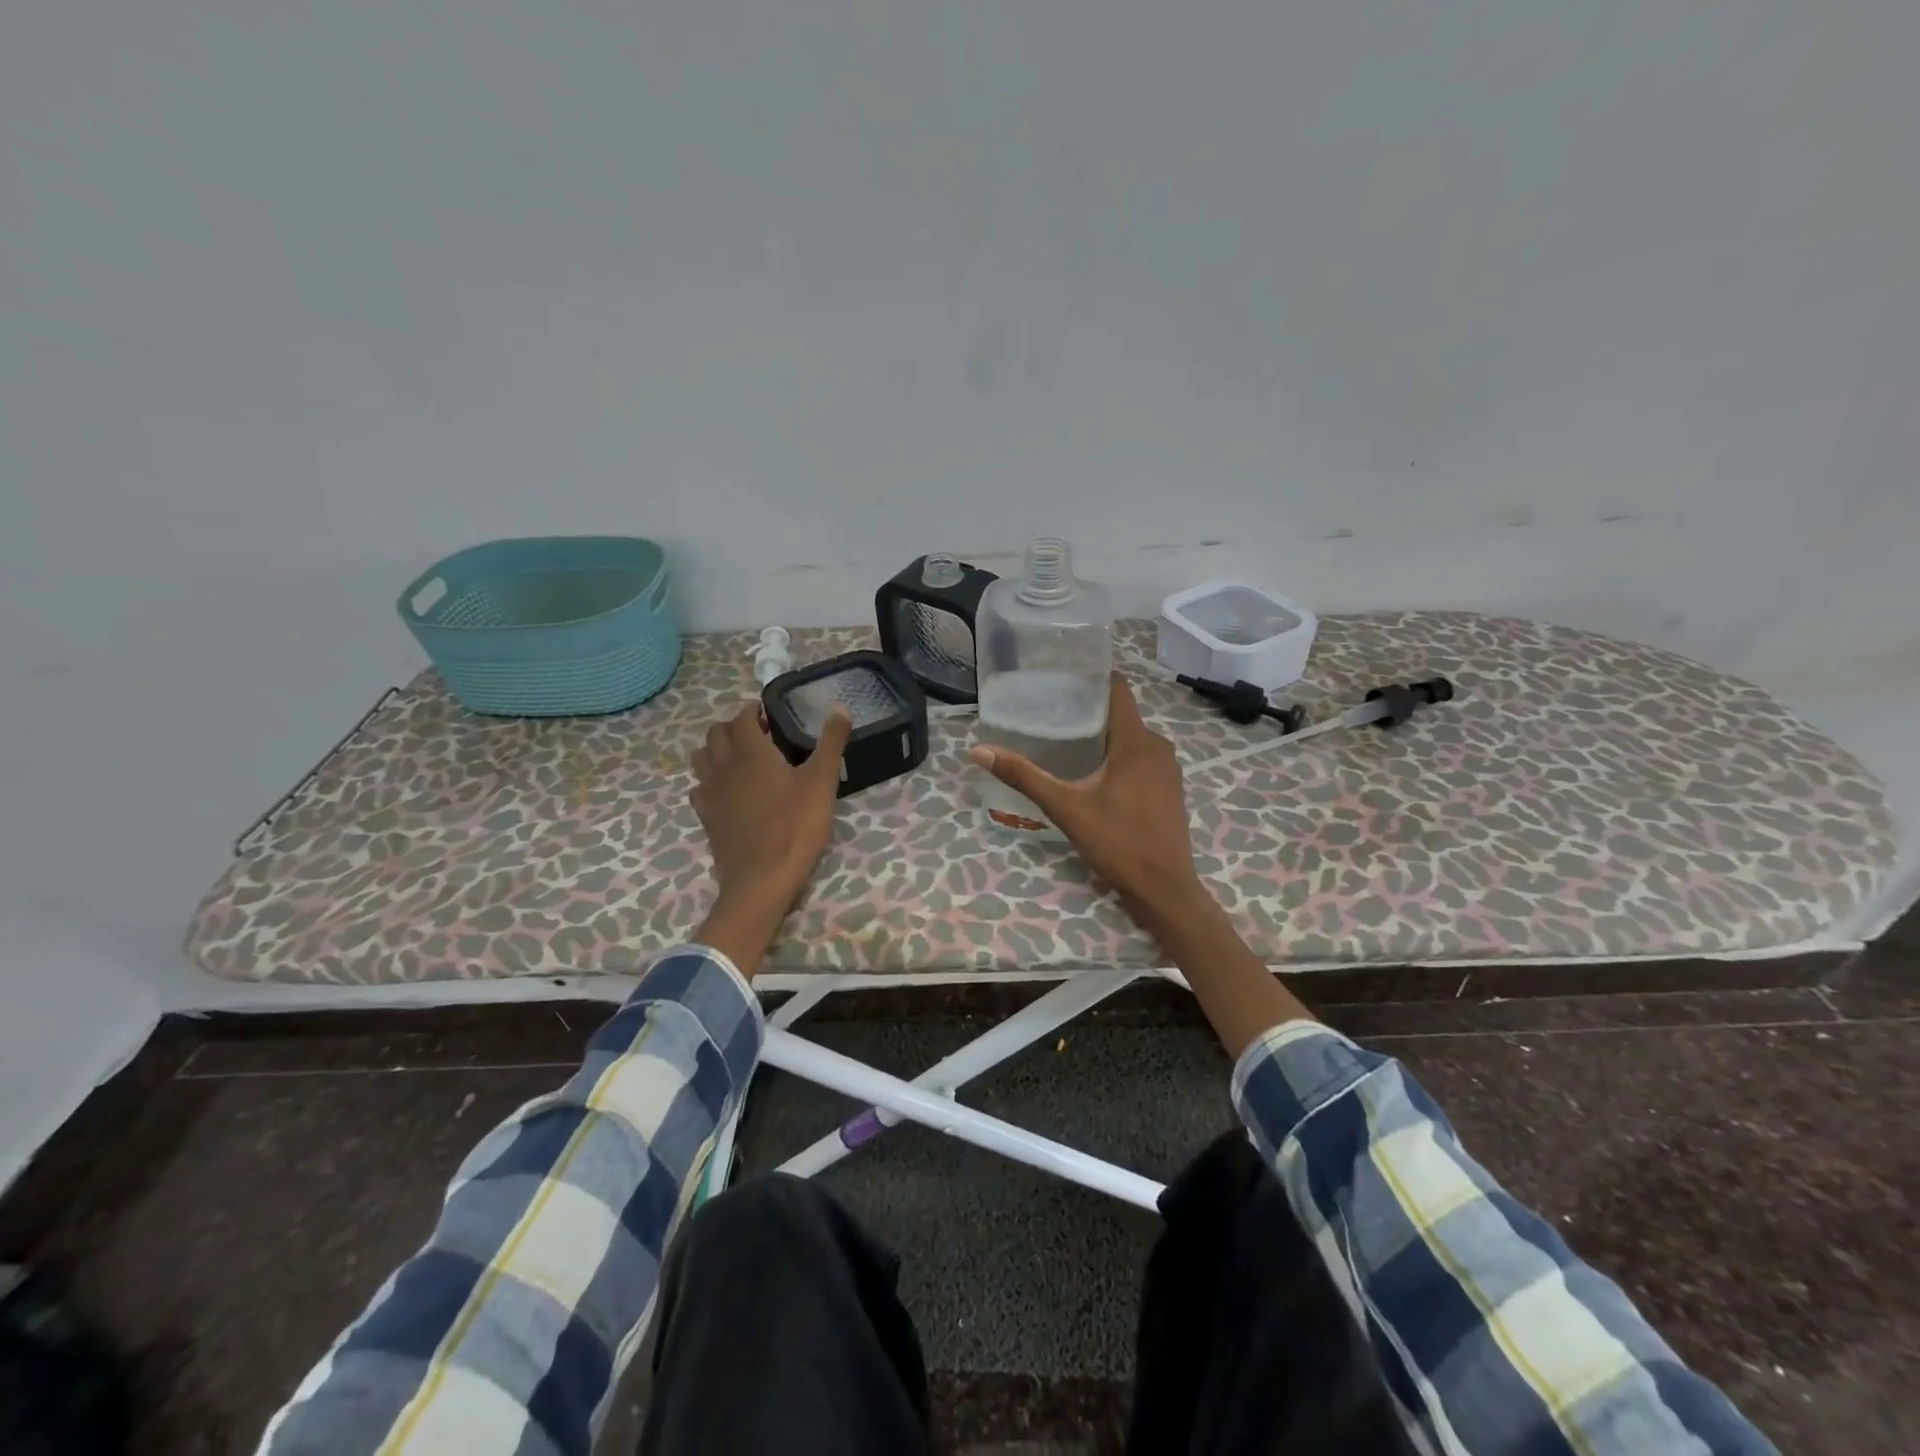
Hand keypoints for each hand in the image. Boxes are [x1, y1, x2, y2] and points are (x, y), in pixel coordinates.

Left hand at [690, 704, 851, 973]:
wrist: (762, 879)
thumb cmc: (796, 825)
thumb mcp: (822, 781)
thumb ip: (831, 741)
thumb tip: (840, 706)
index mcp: (750, 751)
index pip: (742, 717)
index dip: (755, 712)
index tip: (772, 717)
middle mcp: (723, 765)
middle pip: (716, 733)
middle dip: (735, 728)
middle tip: (761, 738)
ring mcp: (710, 793)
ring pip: (702, 758)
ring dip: (718, 751)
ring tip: (743, 762)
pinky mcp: (705, 817)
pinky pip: (700, 788)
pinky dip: (711, 782)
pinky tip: (731, 793)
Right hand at [969, 673, 1205, 931]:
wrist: (1164, 888)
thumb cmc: (1117, 842)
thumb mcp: (1065, 807)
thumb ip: (1024, 776)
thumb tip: (979, 751)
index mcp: (1136, 741)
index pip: (1118, 689)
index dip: (1093, 678)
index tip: (1062, 677)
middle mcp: (1157, 745)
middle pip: (1122, 713)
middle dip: (1090, 709)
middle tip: (1052, 711)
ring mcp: (1168, 768)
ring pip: (1133, 736)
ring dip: (1105, 734)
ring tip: (1068, 738)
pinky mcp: (1170, 787)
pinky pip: (1143, 756)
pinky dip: (1120, 755)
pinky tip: (1095, 770)